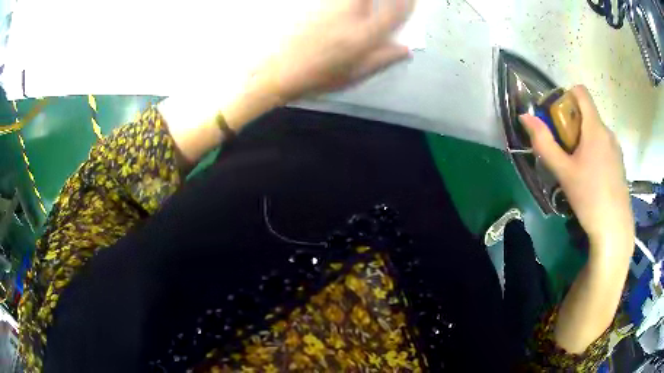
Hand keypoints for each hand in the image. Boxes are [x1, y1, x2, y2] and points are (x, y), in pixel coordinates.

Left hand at [256, 0, 414, 102]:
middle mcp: (350, 16)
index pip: (394, 13)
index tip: (412, 0)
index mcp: (363, 37)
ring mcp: (332, 8)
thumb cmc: (319, 77)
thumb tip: (406, 49)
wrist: (279, 71)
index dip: (406, 4)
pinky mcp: (317, 5)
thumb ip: (382, 59)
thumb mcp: (355, 75)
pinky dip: (347, 1)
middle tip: (392, 1)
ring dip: (365, 0)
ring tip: (368, 5)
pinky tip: (349, 6)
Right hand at [519, 85, 633, 255]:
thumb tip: (525, 117)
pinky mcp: (619, 162)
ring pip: (595, 131)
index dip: (566, 96)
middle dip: (572, 124)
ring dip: (583, 139)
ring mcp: (616, 147)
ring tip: (577, 168)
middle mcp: (608, 131)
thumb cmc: (589, 197)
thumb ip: (544, 143)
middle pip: (587, 113)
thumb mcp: (563, 172)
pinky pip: (604, 145)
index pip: (580, 92)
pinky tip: (591, 177)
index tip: (557, 118)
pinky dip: (594, 151)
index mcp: (595, 127)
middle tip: (564, 150)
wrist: (614, 229)